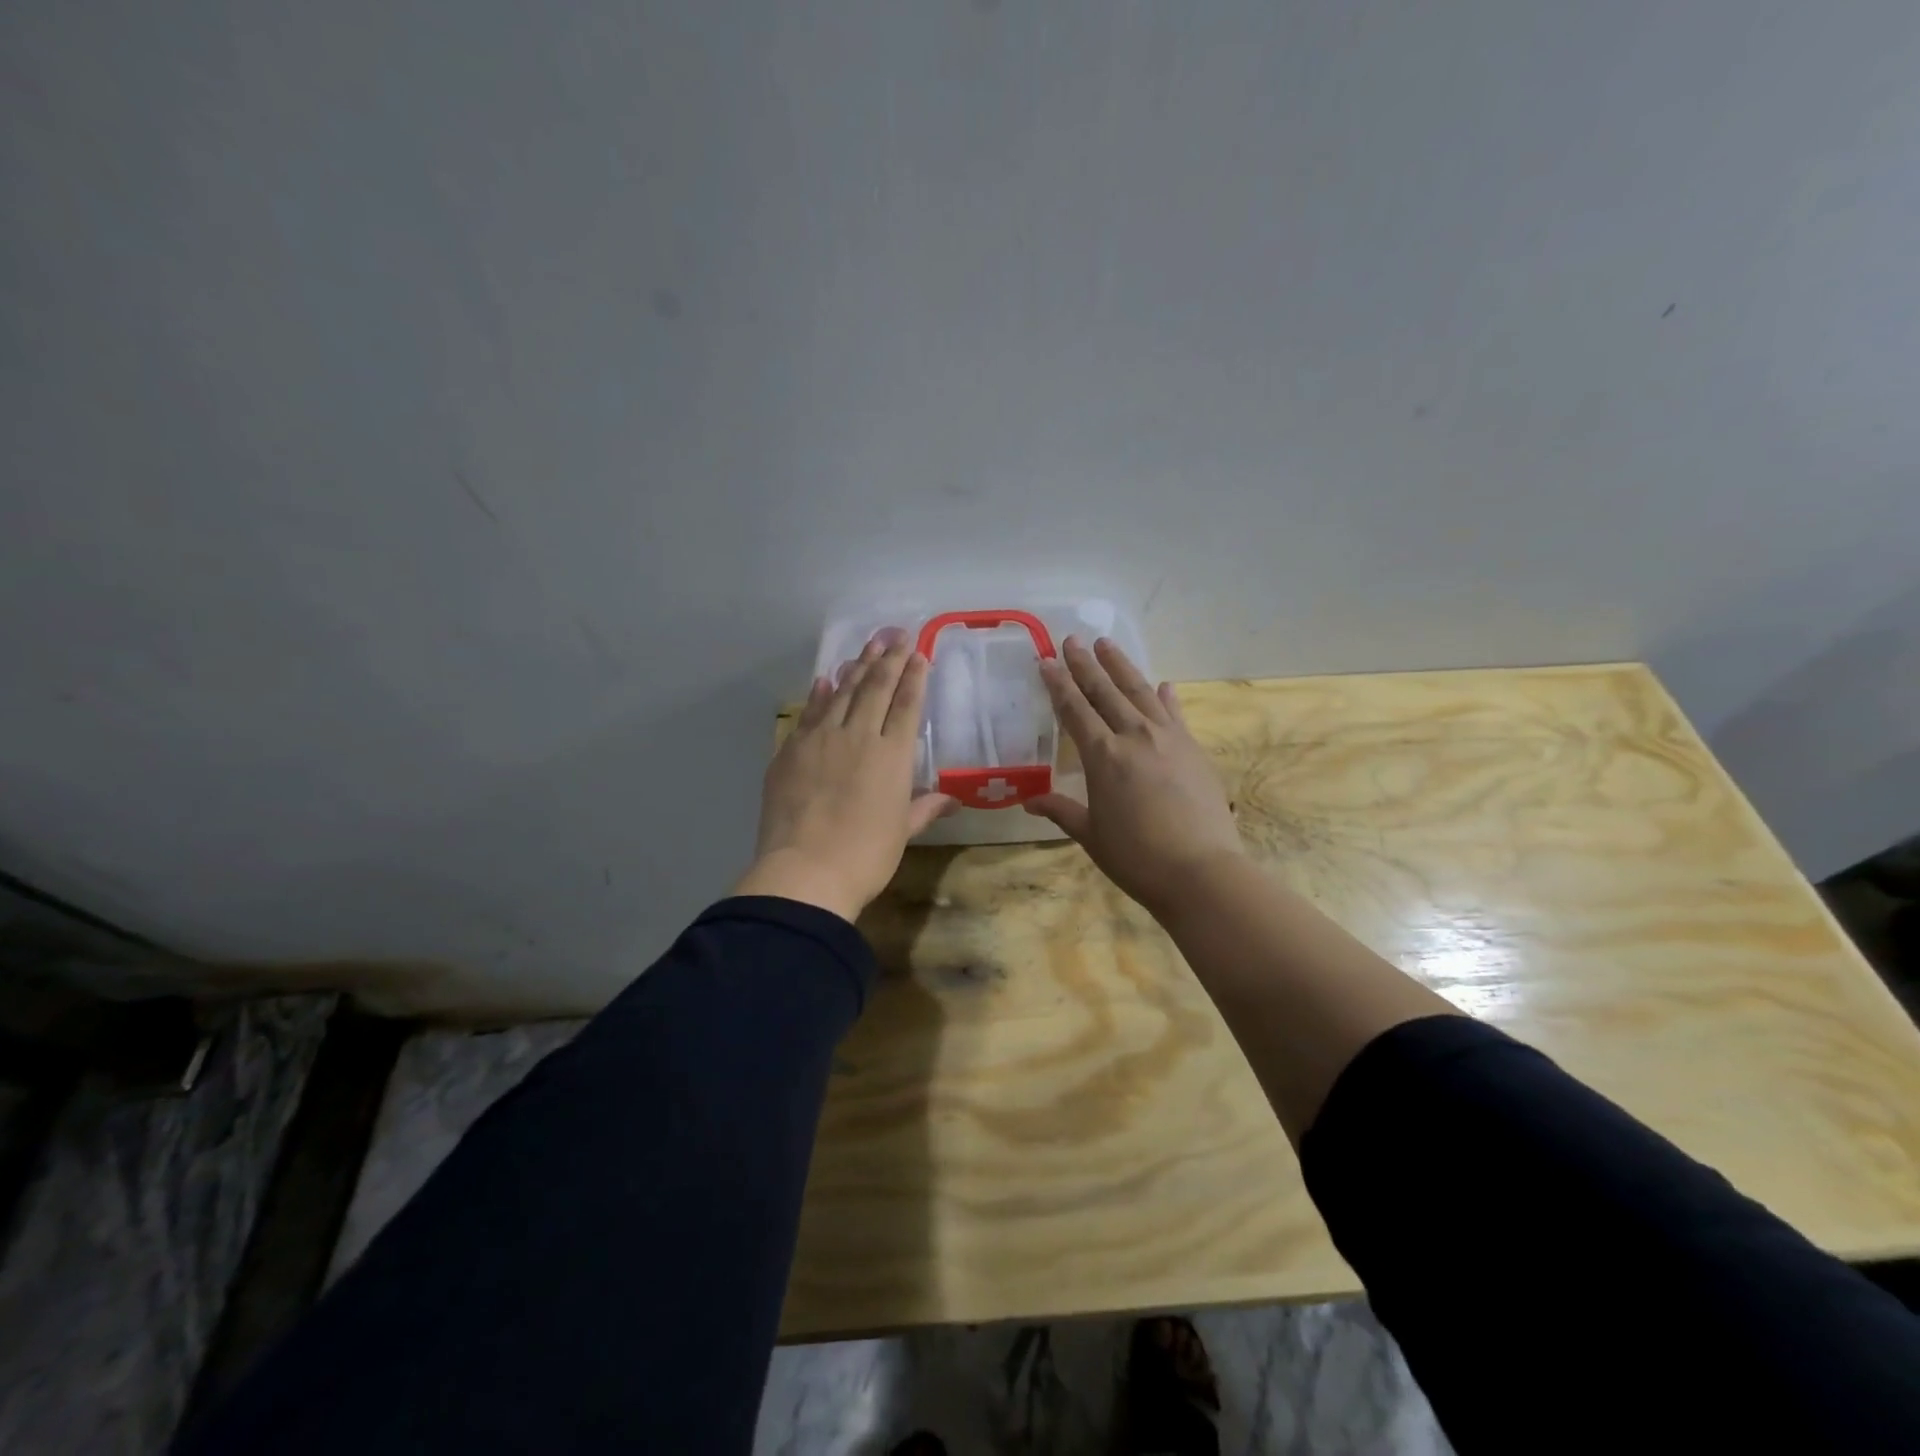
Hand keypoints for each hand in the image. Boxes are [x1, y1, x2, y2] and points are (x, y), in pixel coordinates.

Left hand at [735, 630, 955, 921]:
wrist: (805, 871)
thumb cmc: (866, 856)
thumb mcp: (902, 832)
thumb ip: (925, 807)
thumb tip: (952, 799)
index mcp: (892, 755)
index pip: (907, 705)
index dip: (914, 677)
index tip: (918, 654)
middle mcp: (858, 736)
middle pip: (876, 689)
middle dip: (889, 659)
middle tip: (896, 635)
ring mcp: (821, 739)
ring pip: (842, 693)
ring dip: (857, 667)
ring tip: (868, 646)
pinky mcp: (791, 750)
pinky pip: (809, 712)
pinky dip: (819, 694)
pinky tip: (824, 679)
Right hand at [1025, 636, 1244, 916]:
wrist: (1201, 871)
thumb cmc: (1136, 857)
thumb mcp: (1091, 835)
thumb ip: (1061, 811)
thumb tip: (1030, 801)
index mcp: (1103, 756)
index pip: (1074, 709)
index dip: (1058, 684)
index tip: (1045, 660)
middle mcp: (1134, 736)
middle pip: (1105, 691)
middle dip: (1085, 664)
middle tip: (1072, 639)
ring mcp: (1168, 738)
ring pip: (1140, 692)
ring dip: (1121, 666)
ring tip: (1107, 644)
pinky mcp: (1193, 749)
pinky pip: (1174, 713)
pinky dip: (1165, 697)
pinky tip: (1162, 683)